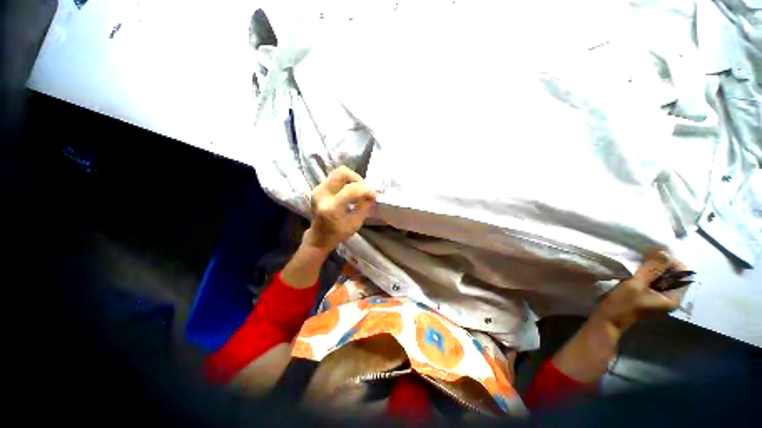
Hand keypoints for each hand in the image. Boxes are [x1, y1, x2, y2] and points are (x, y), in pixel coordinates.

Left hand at [302, 166, 376, 253]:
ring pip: (338, 172)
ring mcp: (317, 190)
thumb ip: (364, 206)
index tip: (375, 194)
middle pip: (342, 172)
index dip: (366, 190)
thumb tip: (372, 194)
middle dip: (357, 179)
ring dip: (352, 179)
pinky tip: (350, 191)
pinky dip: (346, 181)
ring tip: (358, 190)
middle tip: (364, 189)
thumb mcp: (355, 223)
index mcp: (331, 208)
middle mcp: (322, 195)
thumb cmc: (338, 234)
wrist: (318, 238)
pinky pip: (334, 177)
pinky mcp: (317, 188)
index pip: (351, 189)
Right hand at [595, 250, 682, 331]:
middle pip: (675, 276)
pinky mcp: (651, 299)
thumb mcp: (635, 284)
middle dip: (662, 265)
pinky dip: (649, 276)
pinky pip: (656, 283)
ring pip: (664, 279)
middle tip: (644, 259)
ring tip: (639, 266)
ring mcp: (661, 300)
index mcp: (673, 299)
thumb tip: (664, 252)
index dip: (671, 263)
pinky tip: (637, 274)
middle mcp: (671, 299)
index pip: (684, 275)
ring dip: (654, 270)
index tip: (654, 256)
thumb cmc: (622, 304)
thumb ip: (651, 269)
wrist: (608, 319)